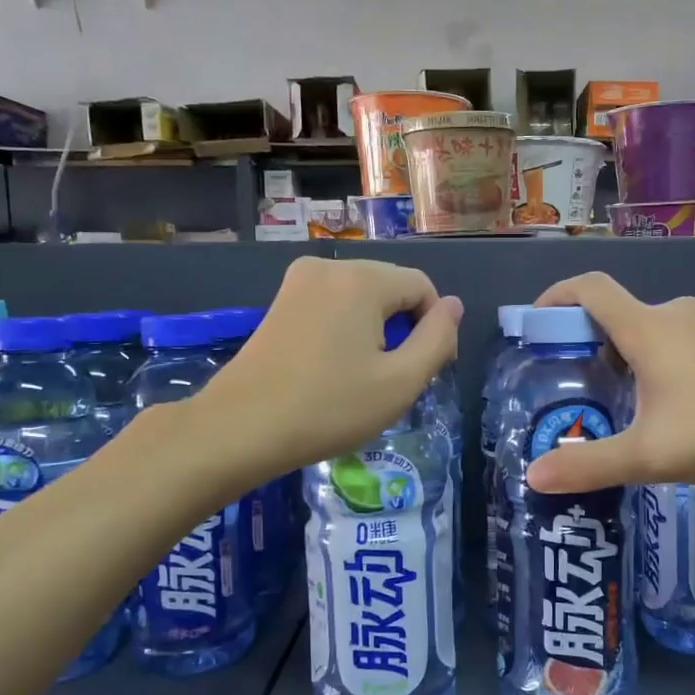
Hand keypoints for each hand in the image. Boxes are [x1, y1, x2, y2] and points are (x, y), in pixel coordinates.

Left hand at [201, 257, 460, 476]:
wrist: (241, 428)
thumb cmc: (329, 408)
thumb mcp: (400, 382)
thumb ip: (437, 339)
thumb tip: (453, 306)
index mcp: (362, 279)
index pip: (422, 287)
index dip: (435, 327)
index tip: (424, 372)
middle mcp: (329, 267)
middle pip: (391, 288)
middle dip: (403, 328)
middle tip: (393, 380)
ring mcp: (298, 282)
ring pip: (362, 298)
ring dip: (376, 331)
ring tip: (364, 378)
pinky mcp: (280, 302)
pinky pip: (333, 305)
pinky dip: (346, 330)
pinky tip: (335, 369)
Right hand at [524, 273, 694, 493]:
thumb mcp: (652, 454)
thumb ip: (591, 465)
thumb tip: (533, 477)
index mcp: (646, 329)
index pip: (588, 289)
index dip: (555, 297)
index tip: (536, 322)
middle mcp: (676, 314)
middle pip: (619, 316)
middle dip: (591, 345)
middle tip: (580, 389)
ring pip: (655, 333)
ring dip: (631, 359)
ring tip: (629, 409)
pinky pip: (687, 345)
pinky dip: (666, 366)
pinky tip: (683, 411)